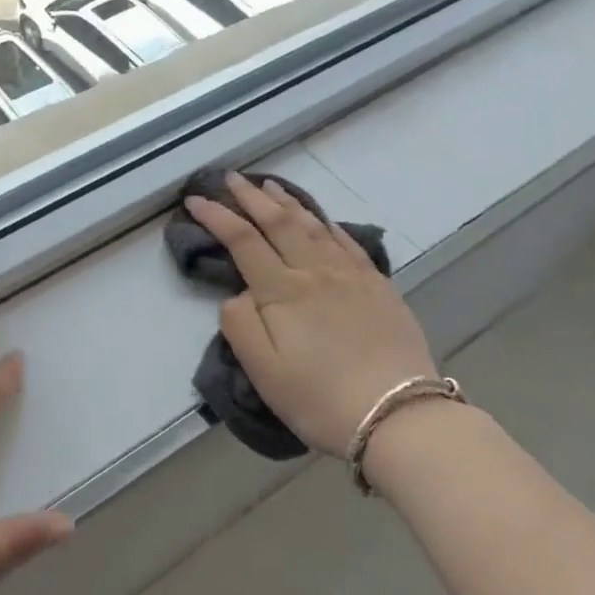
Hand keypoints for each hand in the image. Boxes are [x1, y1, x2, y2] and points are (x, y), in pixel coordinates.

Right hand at [186, 173, 435, 457]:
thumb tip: (238, 295)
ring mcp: (351, 276)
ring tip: (270, 186)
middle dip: (250, 197)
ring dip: (288, 202)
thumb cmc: (320, 399)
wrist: (399, 417)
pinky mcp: (379, 287)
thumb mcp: (263, 372)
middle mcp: (316, 272)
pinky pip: (348, 243)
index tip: (195, 199)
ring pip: (313, 226)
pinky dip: (327, 224)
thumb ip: (240, 326)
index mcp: (282, 291)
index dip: (216, 216)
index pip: (242, 240)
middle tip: (231, 178)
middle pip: (278, 223)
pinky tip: (321, 220)